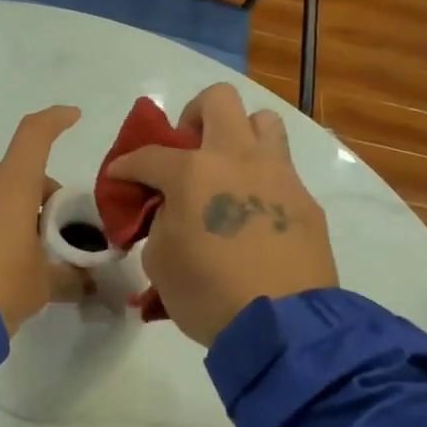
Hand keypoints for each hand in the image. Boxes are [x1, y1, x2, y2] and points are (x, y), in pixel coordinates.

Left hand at [0, 105, 92, 335]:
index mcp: (11, 184)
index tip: (72, 116)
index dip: (55, 122)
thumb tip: (89, 284)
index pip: (35, 135)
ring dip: (4, 209)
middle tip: (48, 231)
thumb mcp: (42, 285)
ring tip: (15, 250)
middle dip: (33, 194)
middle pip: (13, 172)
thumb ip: (69, 277)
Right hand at [108, 84, 337, 346]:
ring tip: (227, 170)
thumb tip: (171, 211)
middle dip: (193, 118)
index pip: (149, 155)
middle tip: (185, 152)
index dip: (127, 165)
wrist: (281, 326)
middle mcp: (238, 159)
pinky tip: (253, 213)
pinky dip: (261, 179)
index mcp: (193, 172)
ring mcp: (278, 175)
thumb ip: (160, 223)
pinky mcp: (306, 200)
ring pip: (262, 122)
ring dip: (239, 136)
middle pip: (217, 100)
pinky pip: (282, 170)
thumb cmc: (208, 294)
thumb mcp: (160, 261)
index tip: (120, 177)